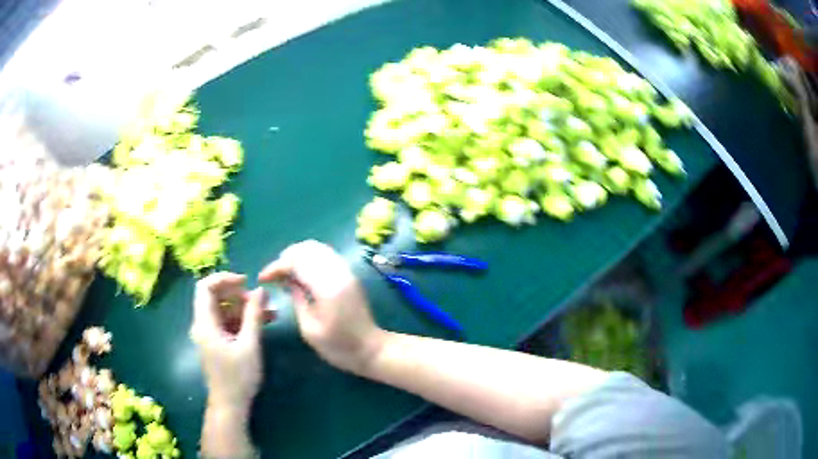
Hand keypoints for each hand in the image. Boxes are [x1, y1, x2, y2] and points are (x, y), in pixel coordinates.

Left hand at [190, 272, 267, 410]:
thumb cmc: (238, 376)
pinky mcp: (218, 342)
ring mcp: (210, 334)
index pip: (205, 287)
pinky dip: (244, 320)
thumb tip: (260, 290)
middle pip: (216, 297)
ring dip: (245, 308)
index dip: (224, 278)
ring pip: (225, 310)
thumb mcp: (249, 345)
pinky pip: (229, 322)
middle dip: (239, 294)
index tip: (245, 282)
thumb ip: (253, 315)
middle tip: (261, 299)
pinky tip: (264, 323)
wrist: (231, 404)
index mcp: (205, 323)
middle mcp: (204, 324)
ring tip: (270, 311)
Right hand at [259, 240, 385, 374]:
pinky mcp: (349, 275)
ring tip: (285, 275)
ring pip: (318, 248)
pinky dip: (310, 260)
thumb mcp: (309, 329)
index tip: (262, 278)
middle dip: (286, 258)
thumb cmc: (338, 347)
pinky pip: (326, 256)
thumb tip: (287, 281)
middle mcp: (338, 272)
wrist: (371, 349)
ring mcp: (347, 271)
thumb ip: (297, 299)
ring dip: (298, 256)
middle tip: (274, 276)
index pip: (297, 261)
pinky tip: (301, 276)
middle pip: (307, 248)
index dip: (276, 267)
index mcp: (327, 287)